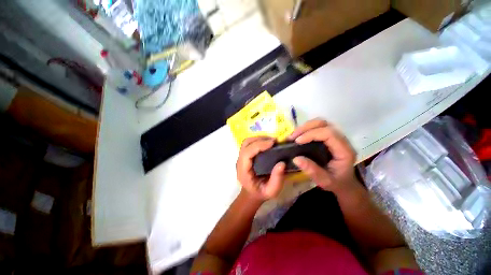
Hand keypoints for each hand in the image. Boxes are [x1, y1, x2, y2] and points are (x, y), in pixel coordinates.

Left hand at [236, 137, 285, 200]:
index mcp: (243, 171)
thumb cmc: (261, 193)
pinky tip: (267, 143)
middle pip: (246, 144)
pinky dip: (258, 140)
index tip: (273, 143)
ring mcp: (241, 158)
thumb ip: (277, 179)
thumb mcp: (272, 191)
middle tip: (274, 141)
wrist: (252, 193)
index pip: (247, 153)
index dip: (259, 145)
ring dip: (259, 138)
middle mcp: (240, 162)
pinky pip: (250, 144)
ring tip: (271, 141)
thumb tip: (282, 163)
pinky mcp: (245, 155)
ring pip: (247, 142)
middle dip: (260, 139)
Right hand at [289, 119, 356, 192]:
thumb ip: (312, 171)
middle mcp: (342, 140)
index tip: (297, 141)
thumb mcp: (325, 181)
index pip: (329, 133)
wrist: (344, 183)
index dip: (311, 134)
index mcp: (344, 151)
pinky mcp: (329, 137)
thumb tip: (296, 158)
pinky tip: (298, 136)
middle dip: (306, 128)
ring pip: (320, 123)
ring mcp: (335, 137)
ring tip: (293, 136)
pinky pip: (317, 127)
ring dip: (305, 127)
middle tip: (292, 137)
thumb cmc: (336, 183)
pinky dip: (306, 129)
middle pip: (324, 124)